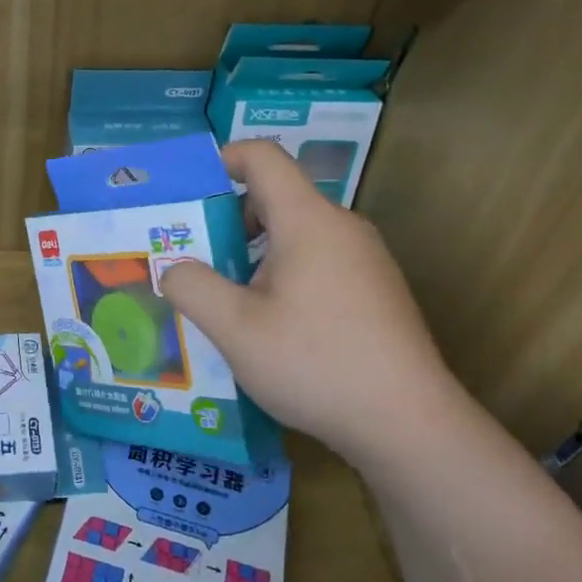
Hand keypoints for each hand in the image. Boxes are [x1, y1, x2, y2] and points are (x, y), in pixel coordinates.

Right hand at [158, 141, 468, 467]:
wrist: (408, 424)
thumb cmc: (316, 363)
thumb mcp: (236, 329)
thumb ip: (193, 288)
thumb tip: (173, 268)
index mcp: (308, 220)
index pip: (263, 157)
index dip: (222, 159)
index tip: (187, 191)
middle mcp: (342, 228)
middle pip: (277, 197)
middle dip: (227, 219)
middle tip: (191, 257)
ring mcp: (365, 260)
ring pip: (296, 234)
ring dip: (253, 253)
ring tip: (224, 298)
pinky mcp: (375, 291)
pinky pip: (318, 261)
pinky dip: (283, 274)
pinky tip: (269, 326)